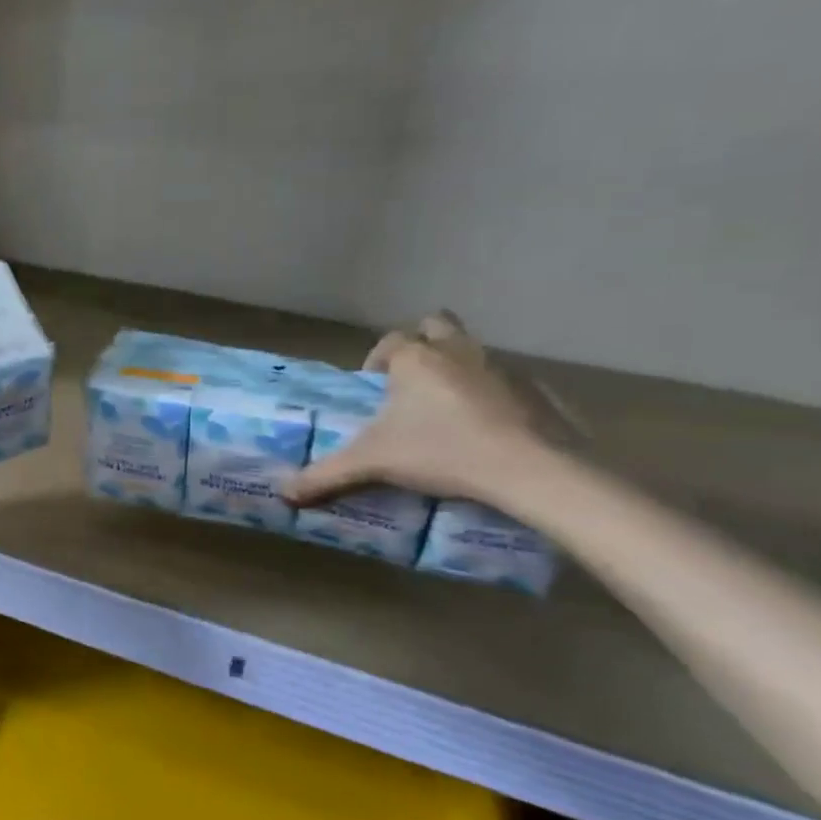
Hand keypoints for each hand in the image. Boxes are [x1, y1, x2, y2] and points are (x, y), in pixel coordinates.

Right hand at [282, 311, 554, 506]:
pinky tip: (485, 427)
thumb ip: (325, 475)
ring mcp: (501, 368)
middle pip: (438, 325)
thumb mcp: (371, 464)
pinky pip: (506, 380)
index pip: (390, 341)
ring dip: (457, 367)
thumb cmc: (440, 451)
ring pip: (473, 351)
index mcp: (415, 360)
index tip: (373, 386)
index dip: (377, 359)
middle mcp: (457, 353)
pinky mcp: (538, 391)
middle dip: (423, 342)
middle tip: (410, 378)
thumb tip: (282, 493)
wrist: (530, 468)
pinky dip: (492, 395)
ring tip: (444, 407)